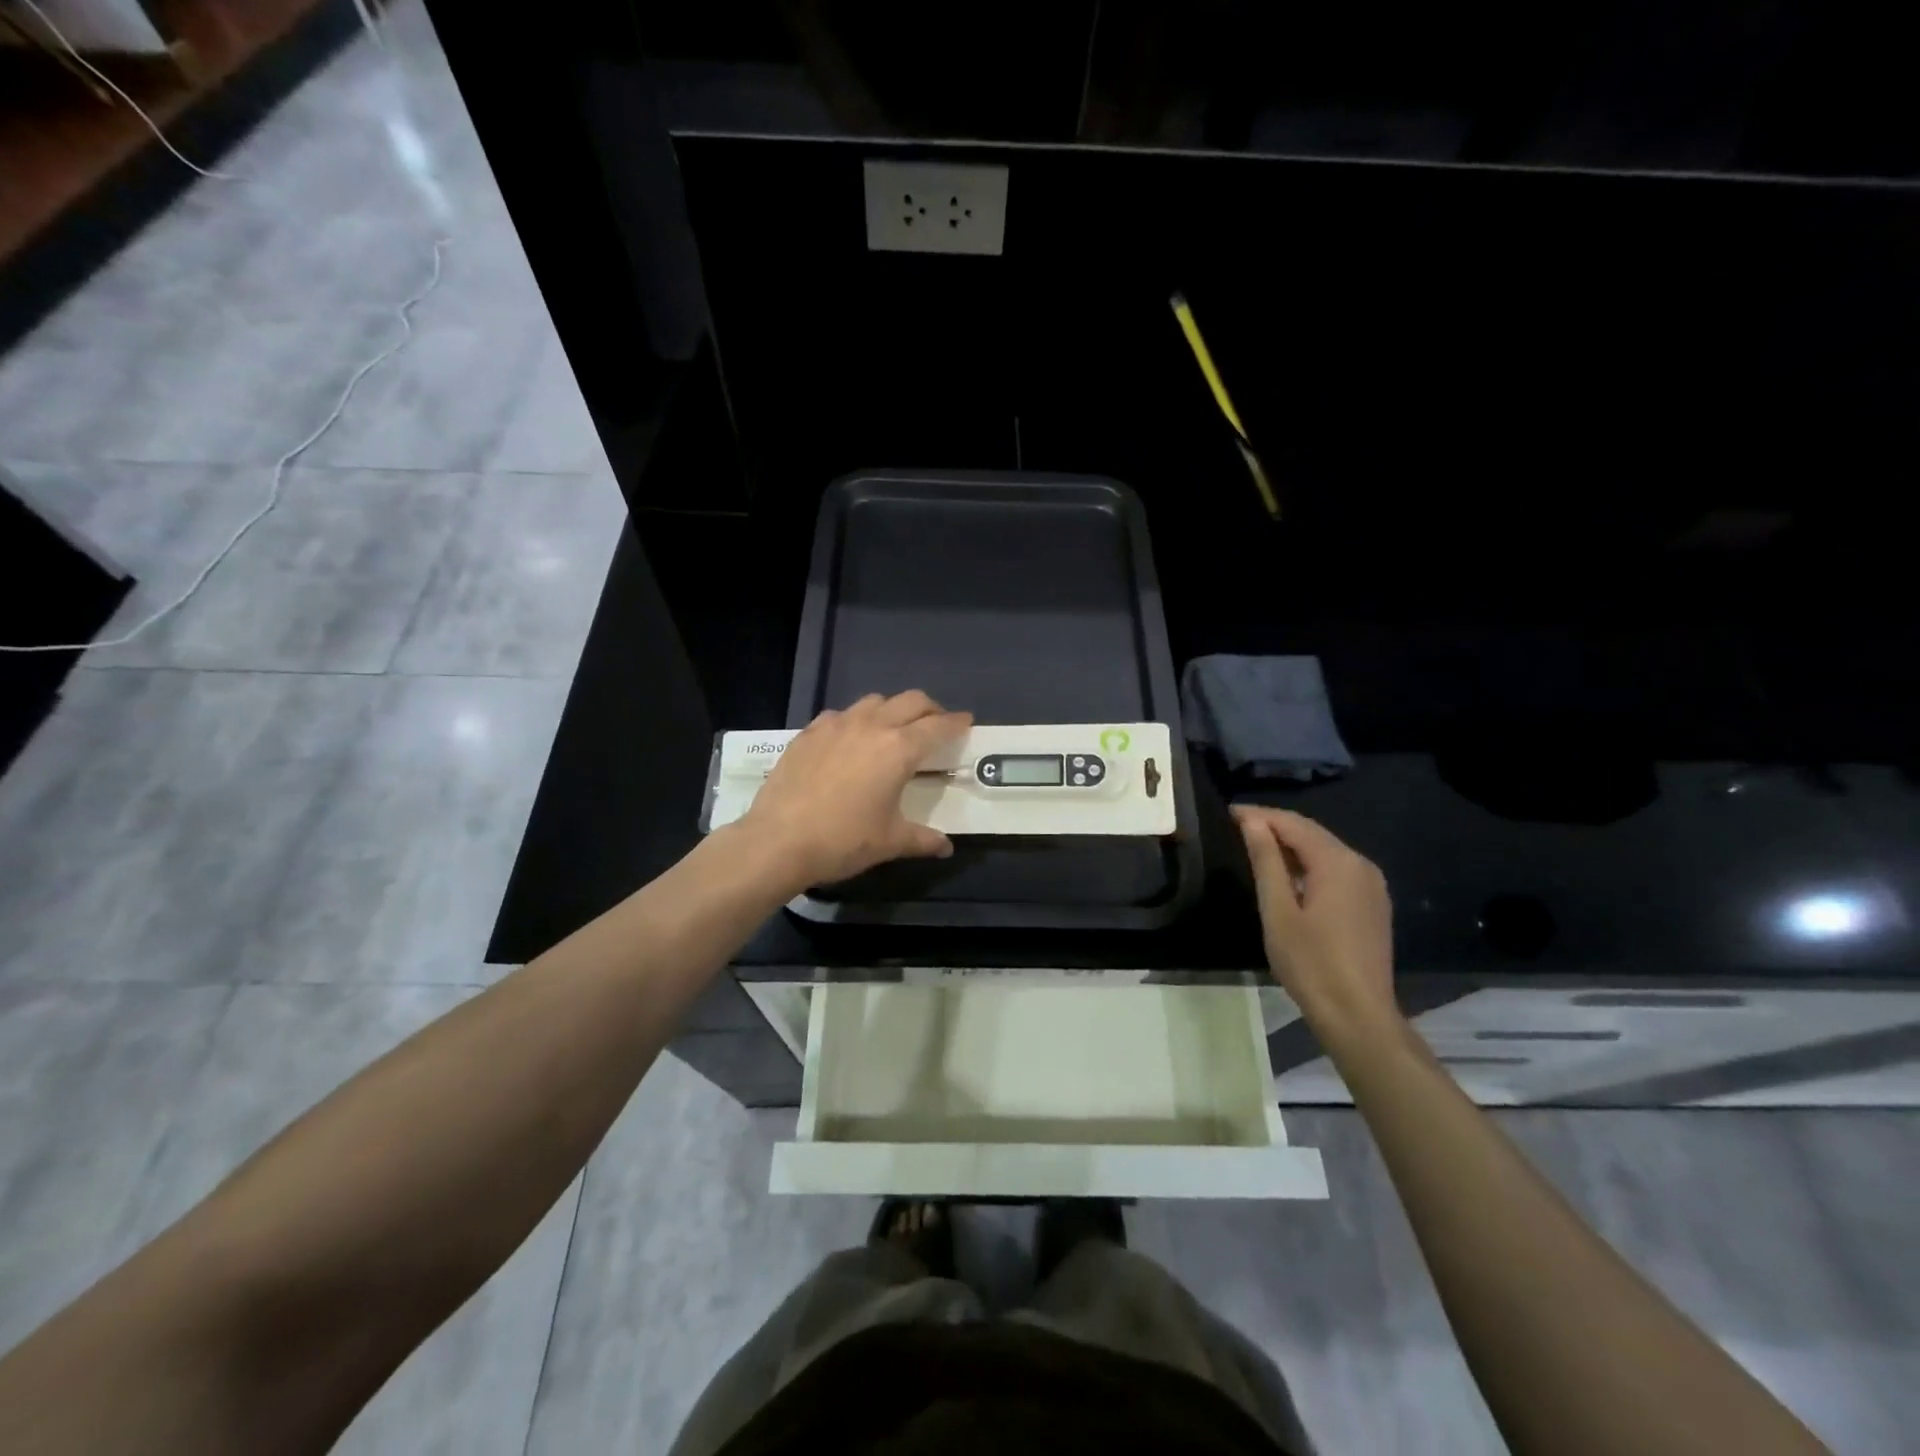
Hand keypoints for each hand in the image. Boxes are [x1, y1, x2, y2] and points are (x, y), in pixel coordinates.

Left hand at [744, 691, 972, 887]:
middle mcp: (871, 726)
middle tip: (936, 724)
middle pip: (910, 701)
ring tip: (893, 729)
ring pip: (874, 701)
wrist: (778, 840)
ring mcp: (836, 725)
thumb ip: (923, 839)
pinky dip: (856, 721)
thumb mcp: (890, 842)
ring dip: (892, 710)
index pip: (938, 726)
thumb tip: (946, 847)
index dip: (956, 722)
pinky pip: (840, 715)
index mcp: (899, 749)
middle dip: (929, 709)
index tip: (967, 721)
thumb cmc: (843, 840)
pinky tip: (849, 740)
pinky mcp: (808, 732)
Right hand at [1232, 805, 1397, 1034]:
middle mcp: (1360, 864)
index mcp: (1337, 862)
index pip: (1294, 823)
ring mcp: (1371, 884)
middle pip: (1312, 833)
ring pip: (1325, 850)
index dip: (1260, 815)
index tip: (1228, 812)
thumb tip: (1252, 822)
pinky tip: (1287, 874)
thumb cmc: (1310, 963)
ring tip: (1256, 845)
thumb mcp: (1278, 910)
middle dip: (1275, 825)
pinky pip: (1336, 869)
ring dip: (1292, 844)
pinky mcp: (1372, 903)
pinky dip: (1309, 863)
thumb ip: (1266, 861)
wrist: (1358, 1014)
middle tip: (1237, 825)